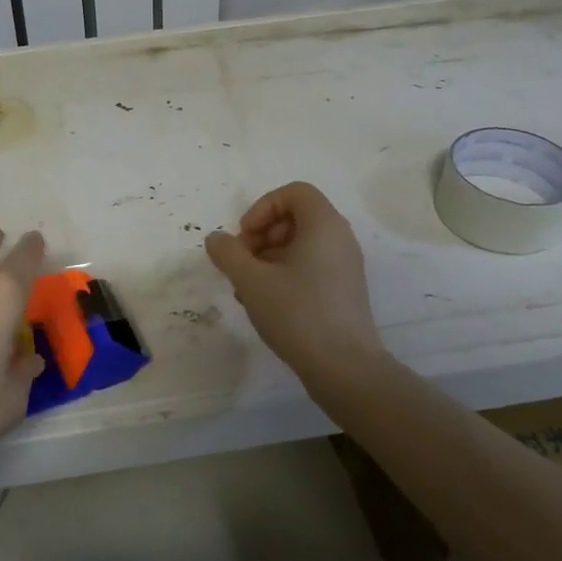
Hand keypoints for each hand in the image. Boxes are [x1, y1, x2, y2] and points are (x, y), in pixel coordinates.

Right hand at [205, 182, 388, 395]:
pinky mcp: (343, 291)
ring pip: (299, 245)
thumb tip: (217, 239)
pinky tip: (264, 303)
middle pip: (295, 218)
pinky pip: (310, 266)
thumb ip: (228, 253)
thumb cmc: (298, 313)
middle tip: (242, 263)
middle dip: (261, 235)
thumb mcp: (252, 280)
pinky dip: (284, 274)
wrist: (344, 368)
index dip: (262, 207)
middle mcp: (339, 239)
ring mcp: (344, 266)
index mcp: (324, 225)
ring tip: (246, 288)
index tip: (245, 237)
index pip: (293, 192)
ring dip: (267, 258)